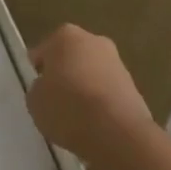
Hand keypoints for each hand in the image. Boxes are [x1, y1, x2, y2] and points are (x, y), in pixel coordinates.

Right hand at [26, 24, 154, 163]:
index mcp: (65, 36)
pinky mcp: (136, 88)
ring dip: (85, 89)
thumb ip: (39, 88)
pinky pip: (109, 94)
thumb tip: (48, 89)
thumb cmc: (67, 107)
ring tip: (77, 117)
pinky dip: (102, 104)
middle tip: (56, 100)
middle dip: (65, 74)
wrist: (117, 133)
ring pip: (93, 74)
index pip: (44, 51)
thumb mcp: (34, 100)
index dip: (38, 71)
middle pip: (72, 58)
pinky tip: (95, 125)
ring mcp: (118, 64)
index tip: (38, 90)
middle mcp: (94, 41)